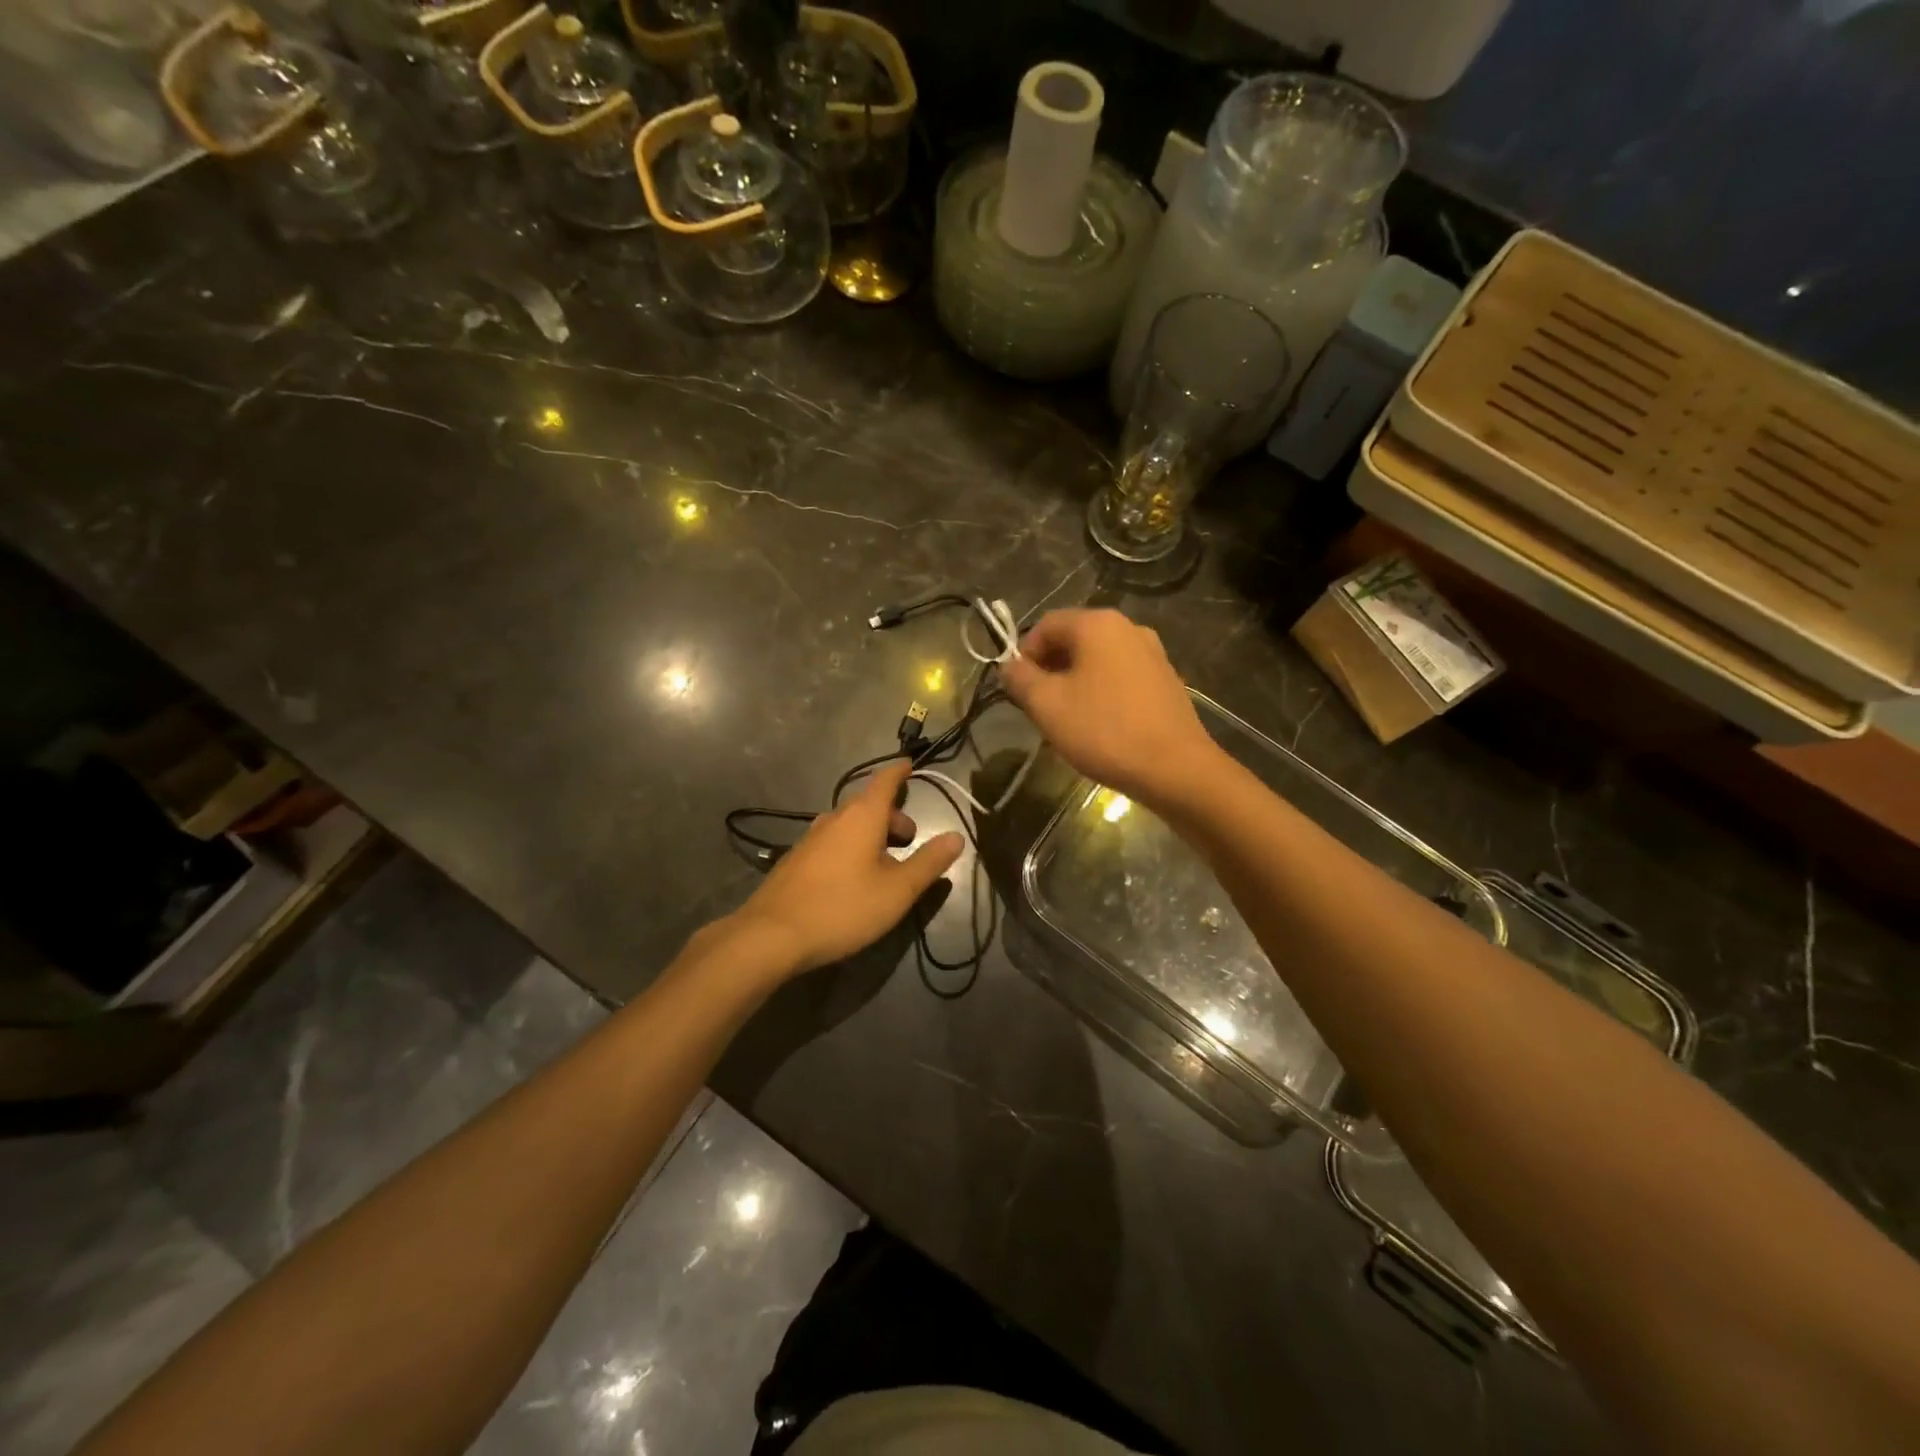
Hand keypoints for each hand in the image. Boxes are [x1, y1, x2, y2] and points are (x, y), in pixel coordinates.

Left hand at [726, 760, 963, 976]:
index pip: (885, 780)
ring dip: (871, 833)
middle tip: (910, 839)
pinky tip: (853, 879)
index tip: (911, 764)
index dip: (900, 771)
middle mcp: (833, 818)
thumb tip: (956, 837)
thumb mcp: (898, 890)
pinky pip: (832, 841)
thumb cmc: (843, 907)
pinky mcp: (795, 860)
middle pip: (868, 803)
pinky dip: (850, 847)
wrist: (772, 935)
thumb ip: (929, 862)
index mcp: (862, 816)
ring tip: (885, 863)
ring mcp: (810, 838)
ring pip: (848, 824)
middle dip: (892, 814)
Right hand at [1000, 608, 1219, 809]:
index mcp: (1098, 624)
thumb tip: (1009, 666)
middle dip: (1049, 669)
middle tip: (1038, 706)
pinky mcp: (1166, 680)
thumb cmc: (1103, 730)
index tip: (1018, 689)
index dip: (1023, 654)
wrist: (1175, 768)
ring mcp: (1153, 653)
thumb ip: (1020, 679)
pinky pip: (1121, 677)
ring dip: (1074, 683)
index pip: (1045, 625)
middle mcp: (1128, 628)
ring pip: (1097, 660)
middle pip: (1074, 640)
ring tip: (1067, 720)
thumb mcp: (1046, 705)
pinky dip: (1102, 692)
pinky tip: (1100, 726)